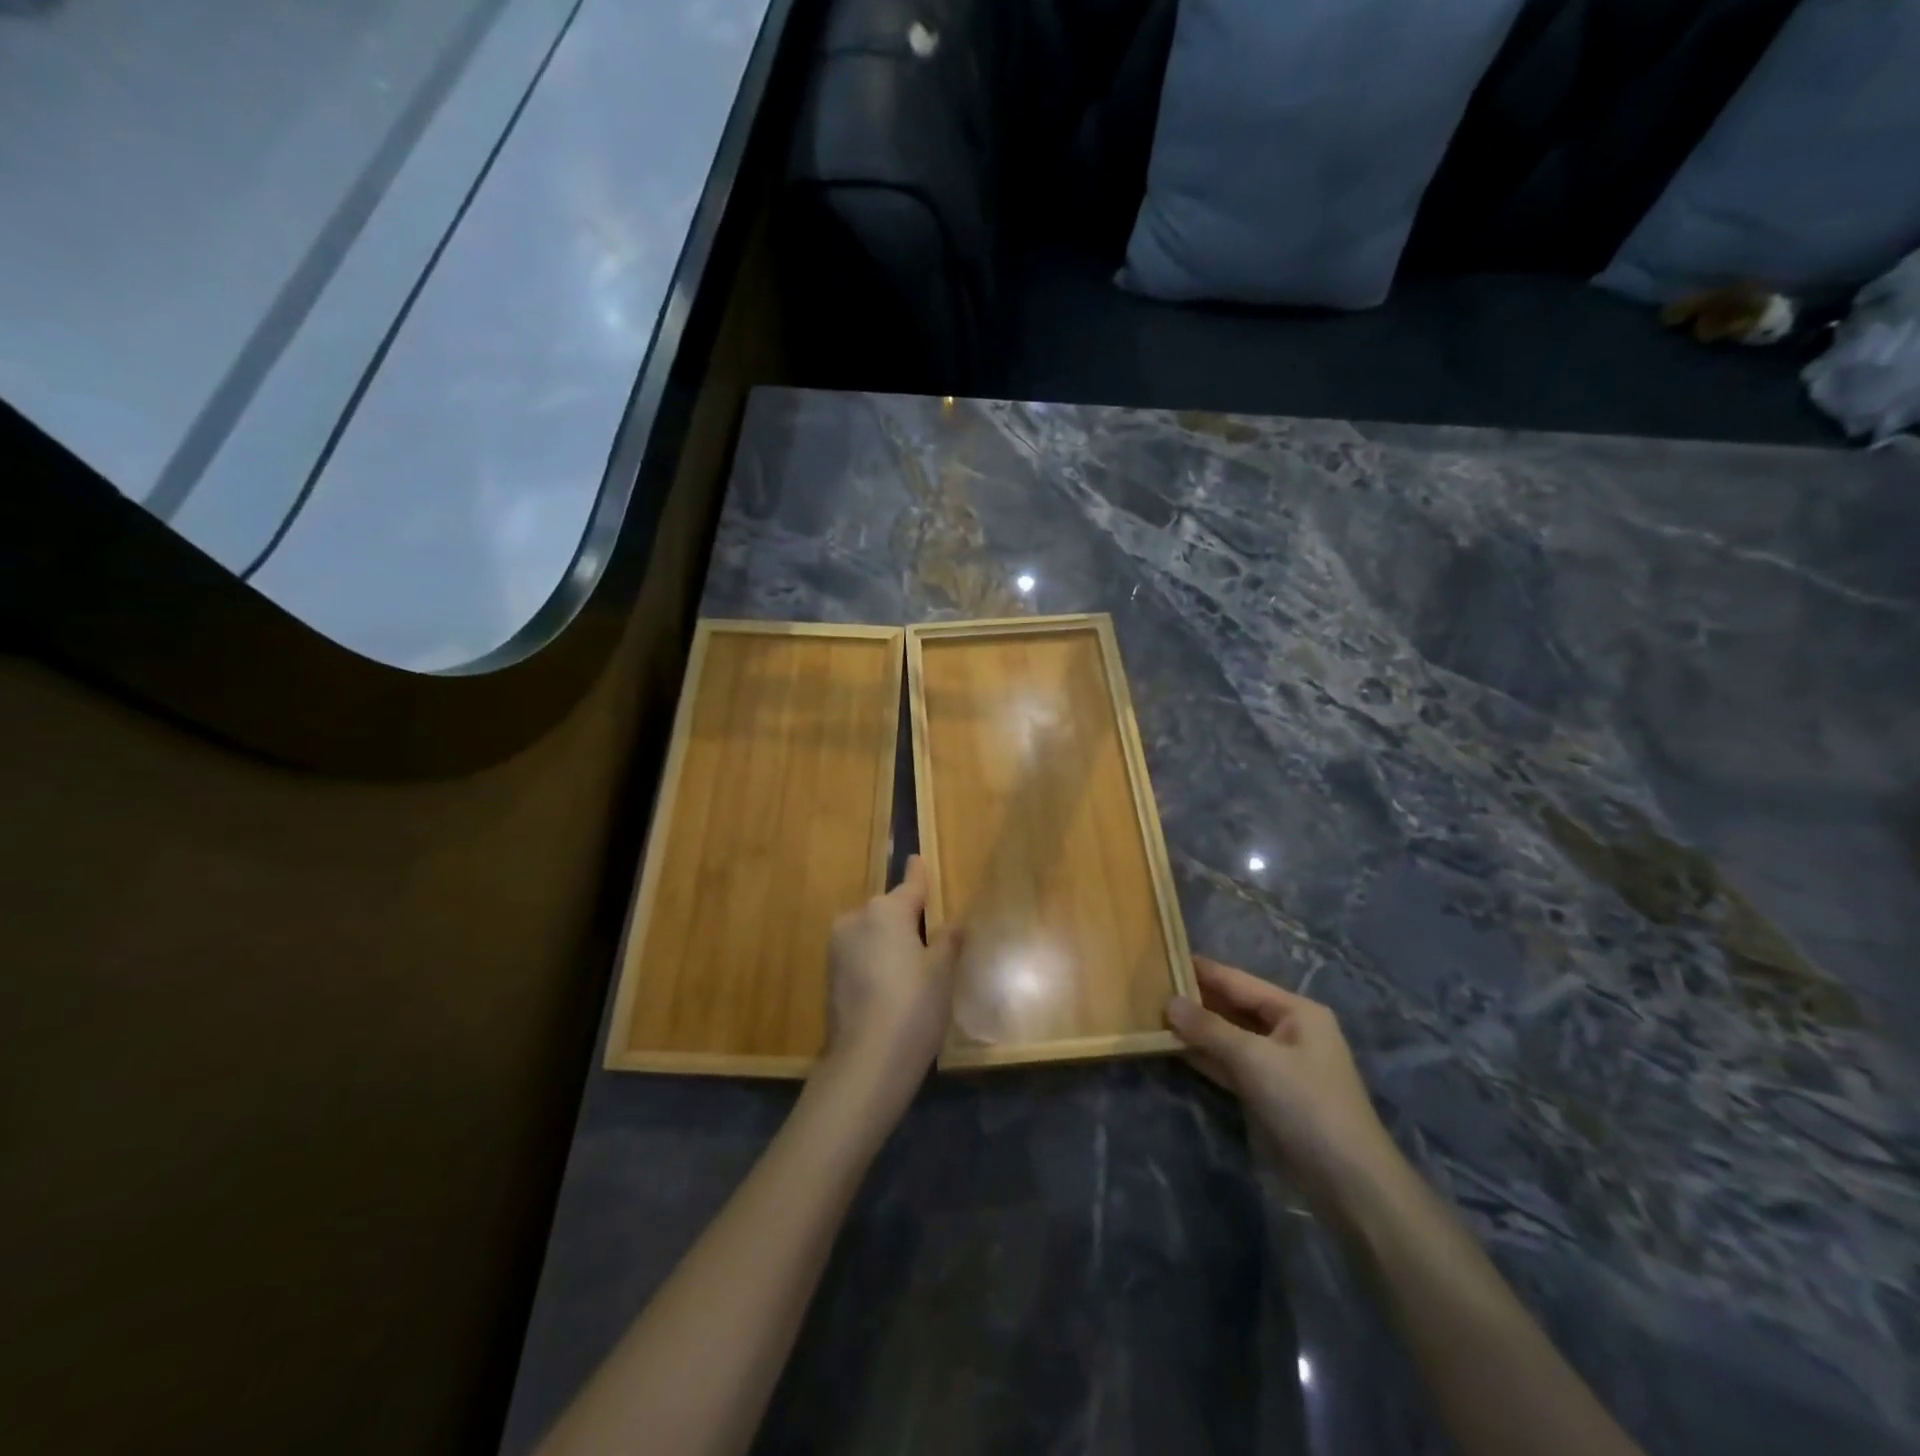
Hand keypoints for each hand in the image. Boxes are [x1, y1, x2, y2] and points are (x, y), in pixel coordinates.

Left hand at [815, 855, 961, 1125]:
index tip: (917, 858)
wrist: (866, 1062)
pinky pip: (860, 955)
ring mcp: (838, 947)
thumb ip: (948, 940)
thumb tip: (954, 923)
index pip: (910, 885)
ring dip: (889, 941)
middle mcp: (857, 919)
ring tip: (912, 969)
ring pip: (872, 933)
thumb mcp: (942, 972)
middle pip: (889, 910)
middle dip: (907, 918)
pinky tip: (891, 986)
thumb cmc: (914, 1007)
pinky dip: (875, 961)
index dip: (918, 874)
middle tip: (930, 938)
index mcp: (886, 911)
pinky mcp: (829, 975)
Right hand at [1166, 957, 1400, 1205]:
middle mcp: (1287, 1031)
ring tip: (1153, 1013)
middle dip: (1196, 1000)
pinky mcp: (1266, 1094)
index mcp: (1296, 1012)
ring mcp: (1276, 1065)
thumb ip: (1209, 1028)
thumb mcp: (1254, 1059)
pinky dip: (1204, 1057)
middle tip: (1150, 986)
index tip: (1164, 956)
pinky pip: (1228, 1065)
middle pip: (1233, 1007)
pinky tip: (1172, 1047)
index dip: (1202, 970)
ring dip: (1195, 1030)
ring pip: (1228, 1037)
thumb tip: (1169, 1002)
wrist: (1347, 1183)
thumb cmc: (1306, 1104)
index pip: (1239, 981)